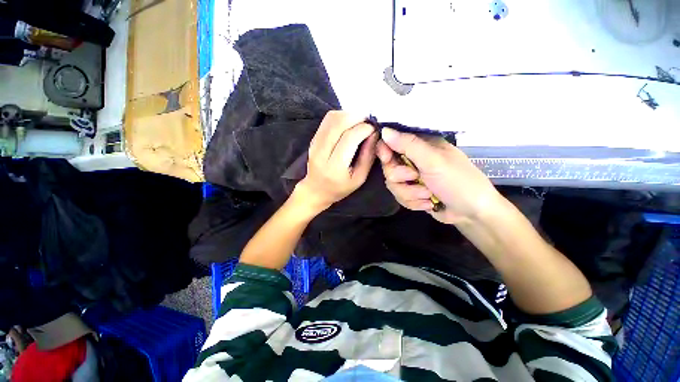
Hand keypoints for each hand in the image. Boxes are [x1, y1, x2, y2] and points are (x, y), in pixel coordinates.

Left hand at [296, 111, 378, 211]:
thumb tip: (374, 134)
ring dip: (349, 115)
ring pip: (332, 118)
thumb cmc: (340, 188)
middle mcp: (321, 152)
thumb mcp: (359, 178)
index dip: (364, 128)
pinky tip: (349, 123)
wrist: (316, 190)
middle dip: (357, 117)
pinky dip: (341, 116)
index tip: (374, 129)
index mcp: (334, 167)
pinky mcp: (313, 138)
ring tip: (359, 122)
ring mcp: (314, 144)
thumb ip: (368, 156)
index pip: (349, 137)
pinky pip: (327, 120)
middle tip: (368, 122)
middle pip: (338, 123)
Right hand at [376, 127, 500, 224]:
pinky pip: (399, 196)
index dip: (385, 150)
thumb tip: (384, 131)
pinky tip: (428, 203)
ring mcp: (411, 178)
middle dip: (401, 177)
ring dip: (410, 193)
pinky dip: (413, 202)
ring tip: (428, 195)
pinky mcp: (411, 193)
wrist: (472, 213)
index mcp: (420, 145)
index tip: (387, 159)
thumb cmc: (458, 181)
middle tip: (416, 178)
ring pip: (392, 184)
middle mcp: (413, 160)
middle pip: (388, 166)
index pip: (392, 142)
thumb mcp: (433, 161)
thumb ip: (409, 145)